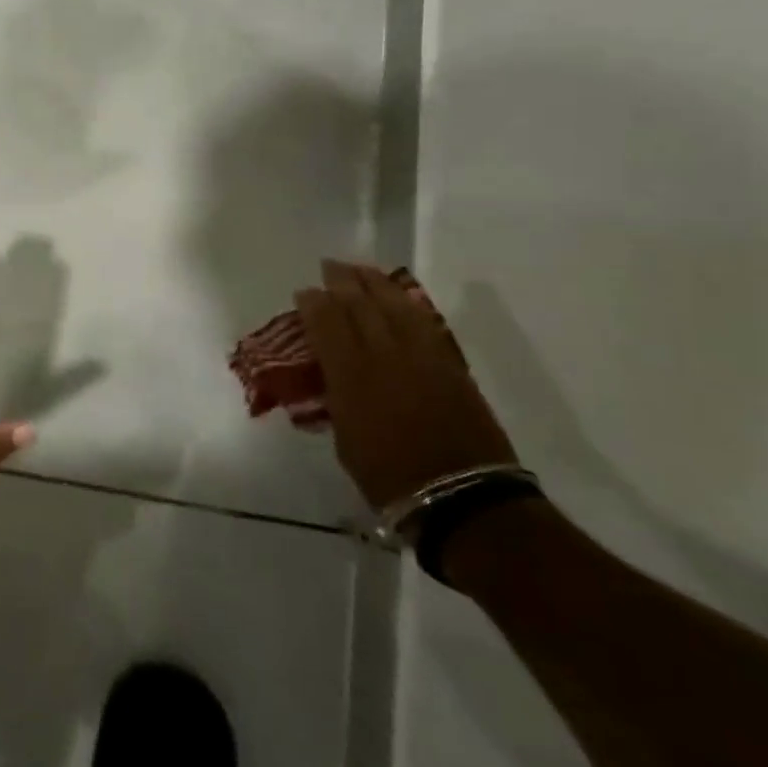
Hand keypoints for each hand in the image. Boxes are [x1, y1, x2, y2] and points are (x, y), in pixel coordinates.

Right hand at [295, 261, 516, 511]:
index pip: (327, 322)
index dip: (313, 302)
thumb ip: (337, 396)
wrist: (463, 498)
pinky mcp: (450, 364)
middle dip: (343, 281)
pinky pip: (423, 321)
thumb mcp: (345, 438)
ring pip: (395, 304)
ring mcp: (422, 355)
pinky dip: (406, 303)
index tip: (304, 292)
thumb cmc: (390, 477)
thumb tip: (333, 376)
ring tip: (362, 271)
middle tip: (330, 267)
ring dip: (376, 283)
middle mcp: (385, 354)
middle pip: (361, 303)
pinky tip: (399, 298)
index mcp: (351, 374)